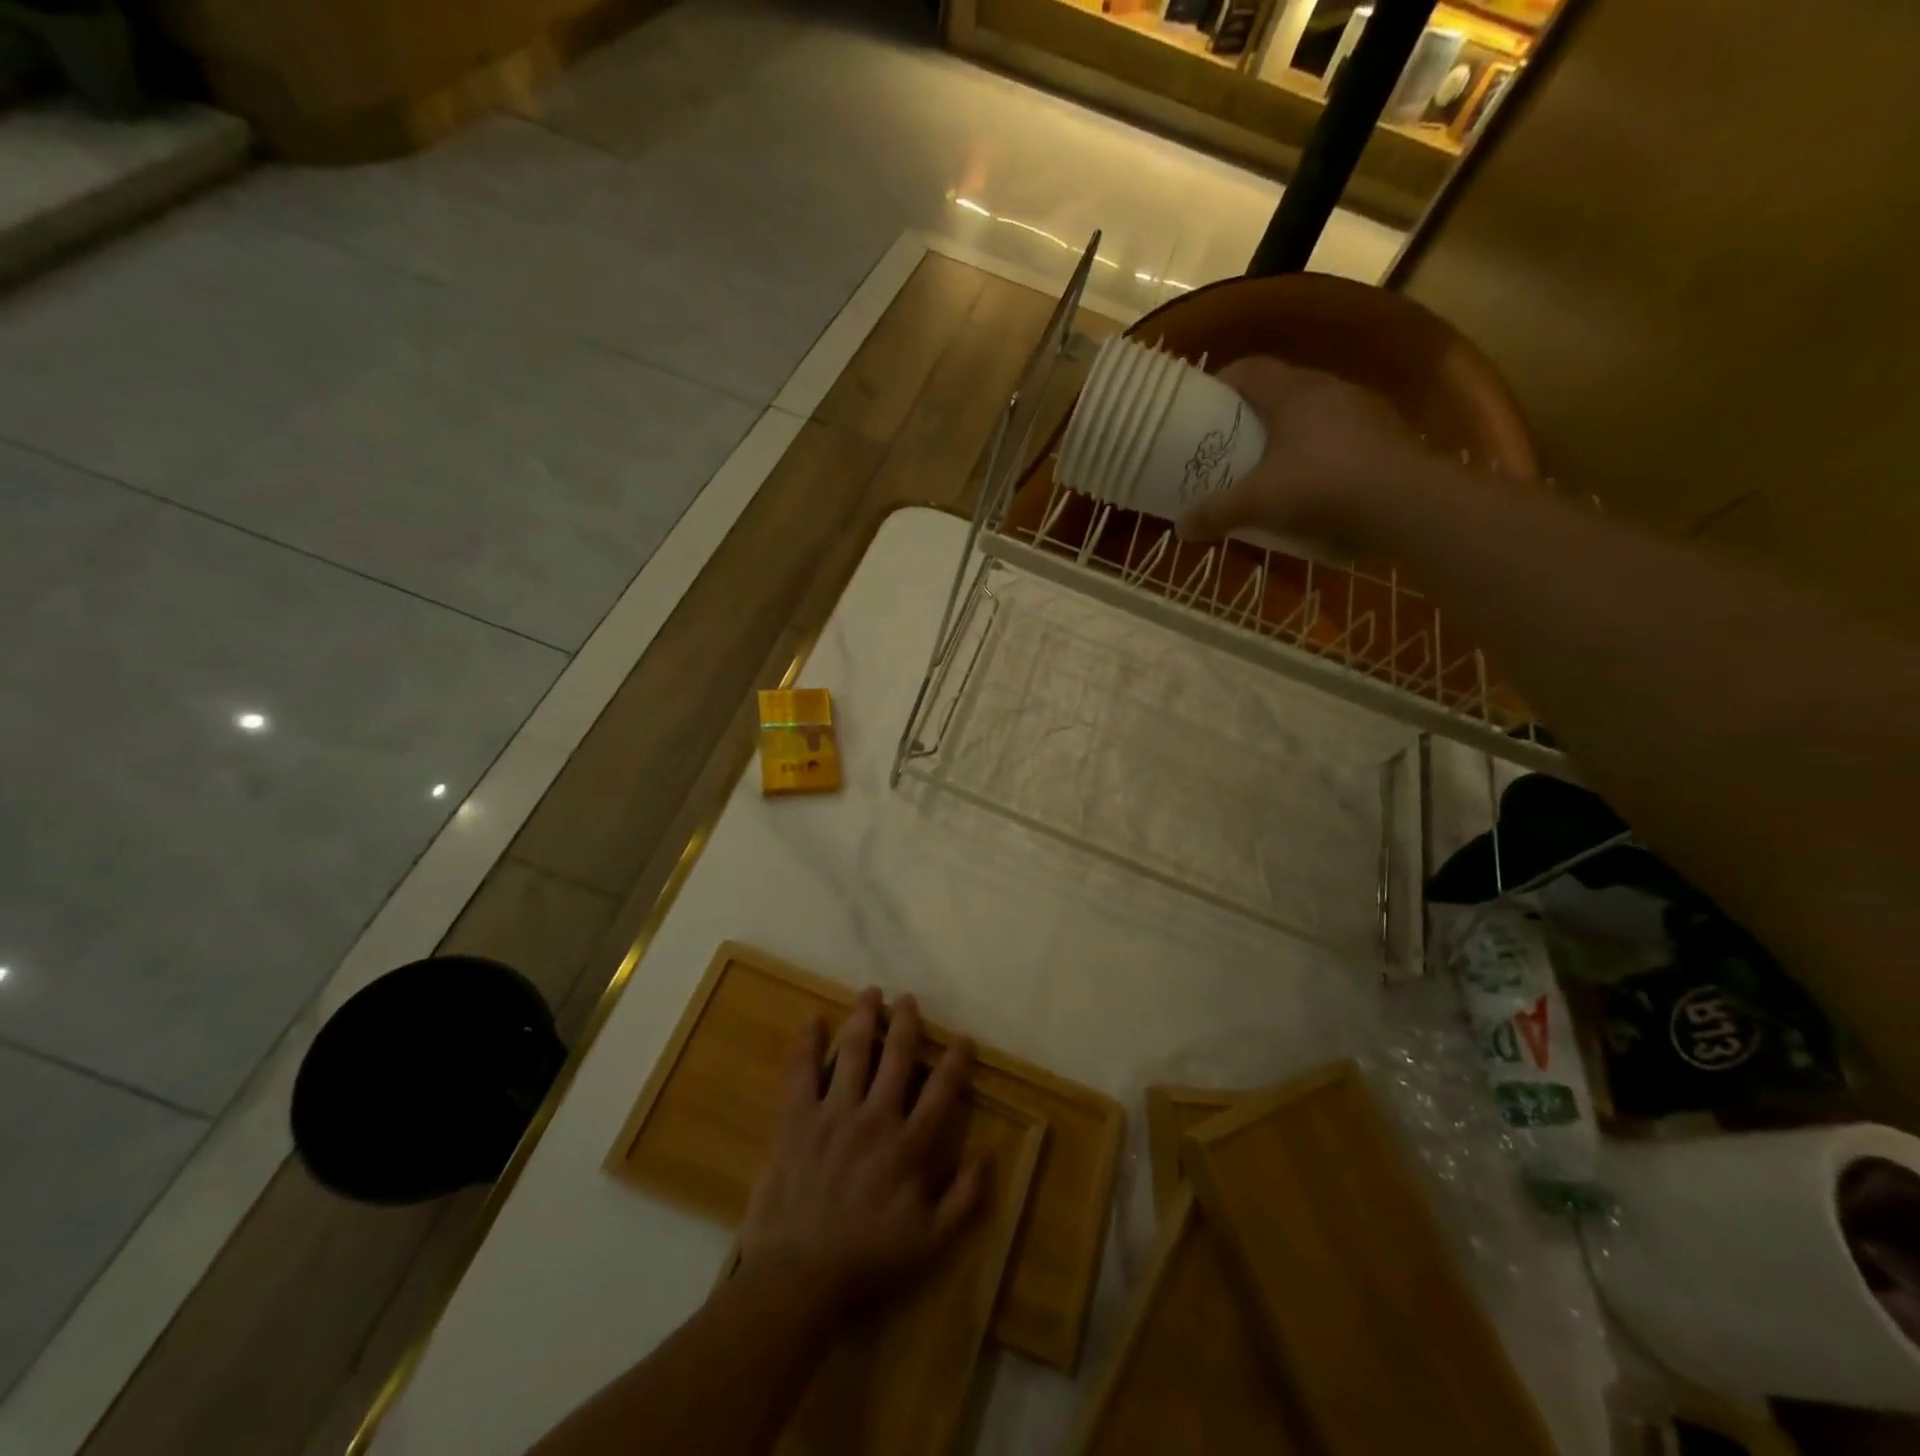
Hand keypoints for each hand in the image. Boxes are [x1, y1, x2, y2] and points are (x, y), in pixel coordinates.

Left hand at [739, 990, 985, 1314]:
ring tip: (871, 993)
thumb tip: (987, 1155)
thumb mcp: (930, 1243)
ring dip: (864, 1018)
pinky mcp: (797, 1120)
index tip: (962, 1036)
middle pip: (897, 1058)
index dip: (955, 1060)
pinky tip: (811, 1021)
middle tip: (909, 998)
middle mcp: (875, 1118)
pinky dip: (806, 1045)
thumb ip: (963, 1199)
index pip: (941, 1092)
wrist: (797, 1277)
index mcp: (909, 1146)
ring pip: (853, 1053)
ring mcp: (834, 1114)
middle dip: (906, 1023)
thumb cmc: (866, 1261)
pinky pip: (801, 1073)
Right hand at [1178, 356, 1432, 544]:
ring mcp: (1363, 409)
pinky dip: (1318, 453)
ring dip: (1288, 434)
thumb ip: (1215, 513)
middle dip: (1251, 413)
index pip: (1249, 369)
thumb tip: (1181, 529)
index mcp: (1292, 391)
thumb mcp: (1255, 504)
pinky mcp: (1386, 436)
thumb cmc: (1319, 486)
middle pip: (1280, 390)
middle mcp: (1328, 388)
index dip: (1221, 382)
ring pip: (1313, 413)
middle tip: (1229, 443)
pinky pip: (1340, 437)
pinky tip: (1310, 484)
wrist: (1405, 502)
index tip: (1202, 406)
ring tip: (1268, 465)